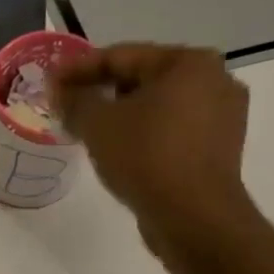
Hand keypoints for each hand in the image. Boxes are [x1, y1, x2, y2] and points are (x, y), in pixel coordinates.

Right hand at [52, 43, 252, 260]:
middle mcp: (215, 79)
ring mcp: (223, 115)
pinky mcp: (220, 148)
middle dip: (102, 91)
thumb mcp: (97, 123)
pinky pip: (172, 129)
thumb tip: (58, 89)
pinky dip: (144, 133)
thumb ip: (74, 99)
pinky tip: (118, 148)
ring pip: (158, 106)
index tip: (49, 81)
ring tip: (88, 129)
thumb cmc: (145, 156)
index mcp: (188, 62)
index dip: (78, 69)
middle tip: (67, 105)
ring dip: (122, 114)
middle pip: (142, 78)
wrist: (193, 216)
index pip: (121, 56)